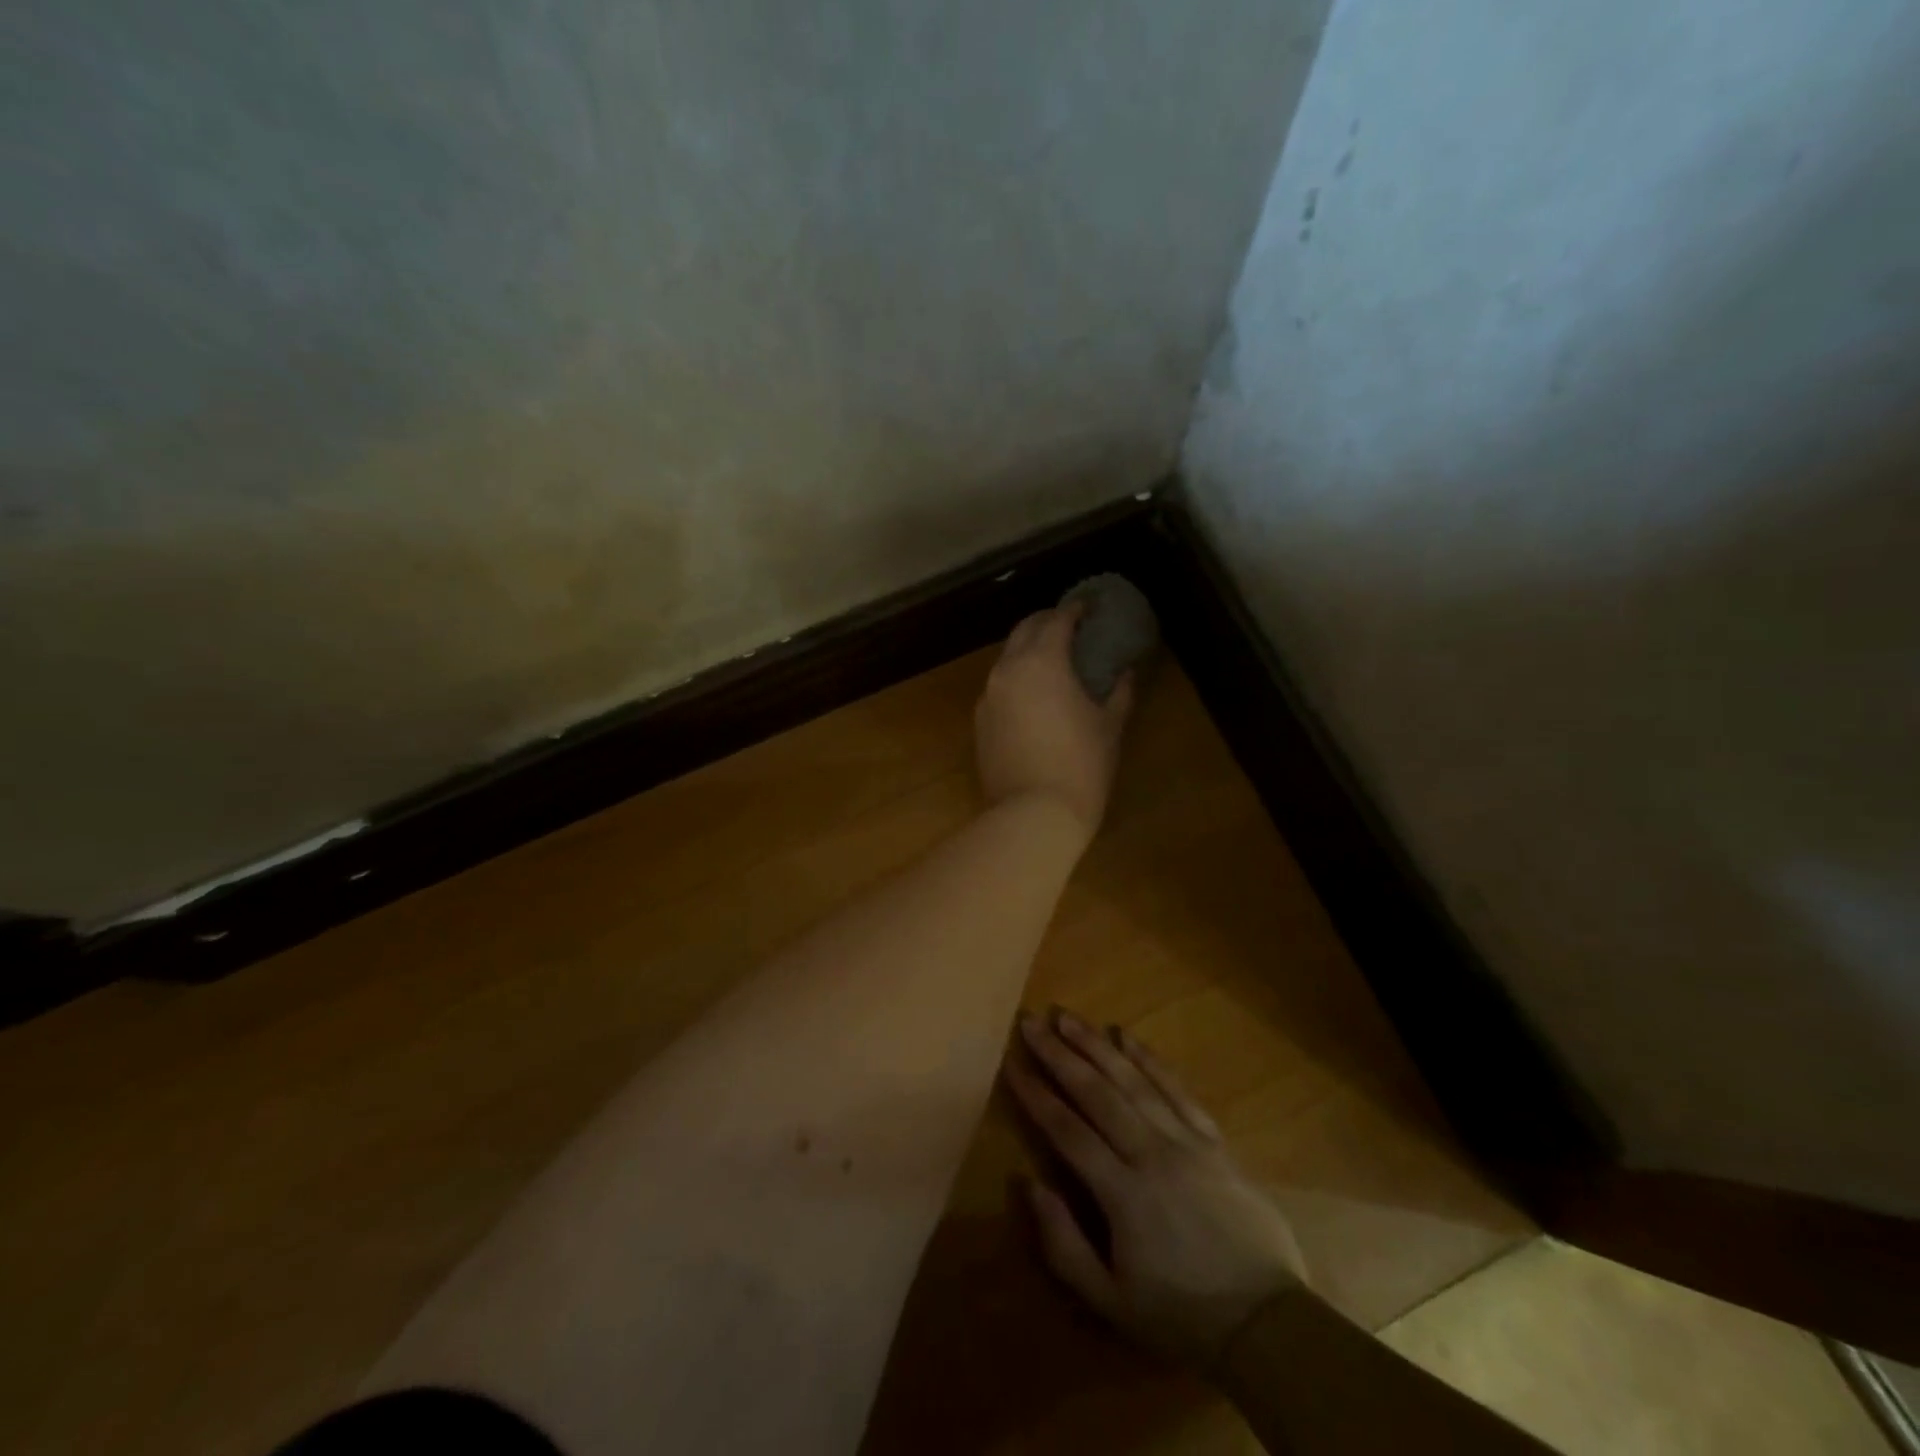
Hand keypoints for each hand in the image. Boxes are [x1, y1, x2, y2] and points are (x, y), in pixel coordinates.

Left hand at [975, 607, 1133, 837]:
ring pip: (1006, 658)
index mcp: (1042, 661)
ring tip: (1052, 660)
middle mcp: (1007, 670)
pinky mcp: (979, 721)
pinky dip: (1016, 678)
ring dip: (1028, 650)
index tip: (1089, 607)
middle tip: (1070, 627)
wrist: (1032, 813)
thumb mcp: (1109, 726)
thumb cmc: (1081, 766)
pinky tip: (1033, 695)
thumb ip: (1120, 692)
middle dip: (1046, 622)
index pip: (1056, 620)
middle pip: (1024, 630)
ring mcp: (988, 696)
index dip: (1074, 610)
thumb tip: (1127, 672)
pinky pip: (998, 685)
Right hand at [1006, 1009, 1308, 1370]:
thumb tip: (1029, 1184)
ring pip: (1134, 1082)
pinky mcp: (1213, 1140)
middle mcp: (1151, 1154)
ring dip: (1097, 1046)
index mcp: (1122, 1194)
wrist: (1267, 1323)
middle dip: (1060, 1055)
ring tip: (1069, 1018)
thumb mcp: (1111, 1302)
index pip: (1068, 1131)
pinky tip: (1127, 1036)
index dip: (1037, 1095)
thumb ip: (1063, 1244)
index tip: (1011, 1063)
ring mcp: (1186, 1142)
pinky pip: (1177, 1090)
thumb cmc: (1181, 1315)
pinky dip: (1150, 1059)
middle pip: (1097, 1093)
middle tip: (1032, 1022)